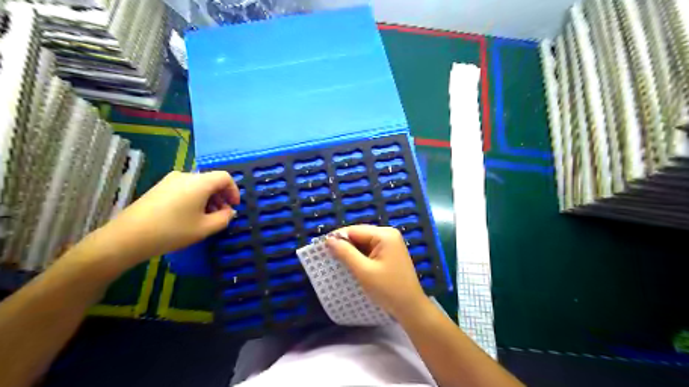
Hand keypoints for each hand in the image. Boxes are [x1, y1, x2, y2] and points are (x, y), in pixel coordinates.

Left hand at [95, 170, 238, 263]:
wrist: (127, 237)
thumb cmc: (172, 231)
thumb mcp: (205, 228)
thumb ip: (224, 218)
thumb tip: (229, 211)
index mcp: (199, 182)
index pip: (225, 177)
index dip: (234, 191)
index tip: (234, 207)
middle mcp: (185, 176)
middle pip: (211, 180)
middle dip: (221, 196)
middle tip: (222, 215)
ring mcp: (169, 181)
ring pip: (198, 185)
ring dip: (208, 199)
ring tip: (206, 218)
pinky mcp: (159, 188)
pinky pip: (185, 188)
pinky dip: (195, 199)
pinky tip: (189, 216)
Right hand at [326, 224, 429, 320]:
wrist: (410, 308)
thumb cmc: (388, 289)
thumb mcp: (363, 271)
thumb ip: (345, 253)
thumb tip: (329, 240)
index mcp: (384, 235)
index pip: (355, 230)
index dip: (338, 237)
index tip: (321, 247)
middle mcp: (388, 234)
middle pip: (359, 234)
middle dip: (344, 244)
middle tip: (327, 255)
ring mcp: (390, 243)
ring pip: (364, 242)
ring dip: (351, 251)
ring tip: (336, 260)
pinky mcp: (389, 253)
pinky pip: (370, 249)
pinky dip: (360, 256)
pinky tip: (351, 264)